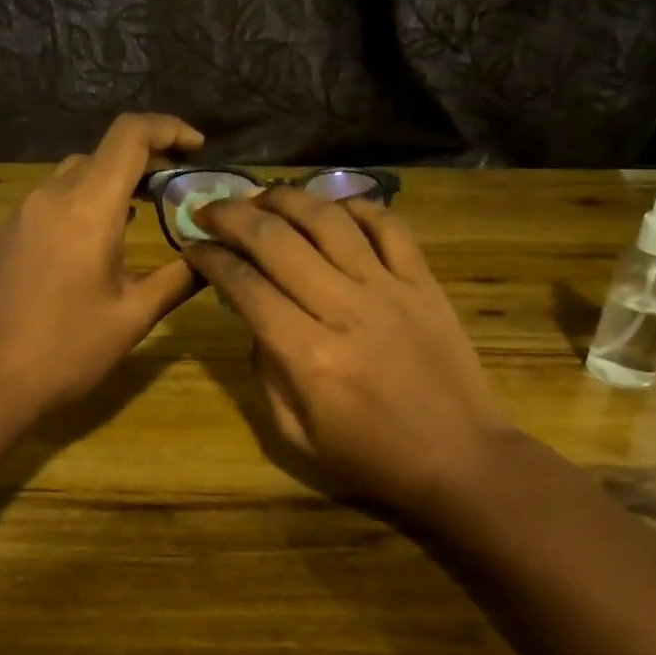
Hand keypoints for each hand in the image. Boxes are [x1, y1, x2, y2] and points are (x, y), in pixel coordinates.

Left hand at [0, 113, 203, 422]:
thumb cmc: (67, 350)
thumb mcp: (134, 317)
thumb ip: (179, 278)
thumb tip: (213, 257)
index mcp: (88, 208)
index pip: (130, 136)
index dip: (168, 128)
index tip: (198, 148)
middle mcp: (52, 197)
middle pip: (105, 151)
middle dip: (148, 158)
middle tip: (179, 187)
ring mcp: (24, 212)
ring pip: (77, 172)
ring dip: (114, 179)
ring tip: (145, 208)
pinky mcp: (9, 232)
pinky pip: (54, 196)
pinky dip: (86, 198)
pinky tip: (100, 236)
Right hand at [184, 187, 516, 518]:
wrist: (462, 459)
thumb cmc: (373, 456)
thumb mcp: (297, 435)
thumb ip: (266, 373)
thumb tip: (256, 321)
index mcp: (307, 355)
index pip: (245, 286)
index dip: (211, 259)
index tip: (193, 246)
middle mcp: (344, 309)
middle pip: (276, 240)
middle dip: (232, 216)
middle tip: (210, 208)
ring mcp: (389, 288)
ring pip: (328, 220)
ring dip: (286, 199)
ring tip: (261, 196)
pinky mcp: (423, 281)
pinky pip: (389, 225)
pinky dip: (356, 206)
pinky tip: (330, 207)